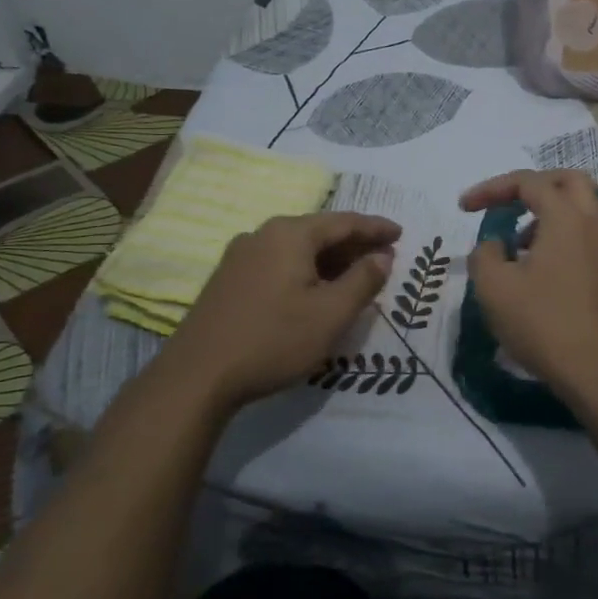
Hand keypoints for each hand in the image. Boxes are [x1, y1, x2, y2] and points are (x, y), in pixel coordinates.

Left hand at [146, 212, 400, 412]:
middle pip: (319, 231)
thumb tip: (382, 257)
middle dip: (354, 243)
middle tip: (384, 257)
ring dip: (330, 259)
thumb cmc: (273, 340)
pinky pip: (279, 262)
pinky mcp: (228, 279)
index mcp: (290, 234)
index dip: (375, 228)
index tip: (400, 233)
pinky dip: (306, 269)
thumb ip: (363, 281)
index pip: (344, 222)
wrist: (197, 377)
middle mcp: (263, 234)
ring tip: (355, 274)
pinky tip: (315, 289)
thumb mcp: (331, 314)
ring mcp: (241, 256)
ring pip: (298, 248)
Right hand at [461, 169, 597, 389]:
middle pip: (567, 181)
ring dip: (547, 214)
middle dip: (532, 186)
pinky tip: (540, 270)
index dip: (491, 188)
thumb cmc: (543, 322)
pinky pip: (587, 236)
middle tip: (505, 204)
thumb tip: (494, 244)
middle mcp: (594, 222)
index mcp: (566, 216)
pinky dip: (562, 236)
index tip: (464, 208)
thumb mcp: (495, 288)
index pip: (527, 182)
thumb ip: (485, 254)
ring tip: (517, 246)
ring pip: (580, 209)